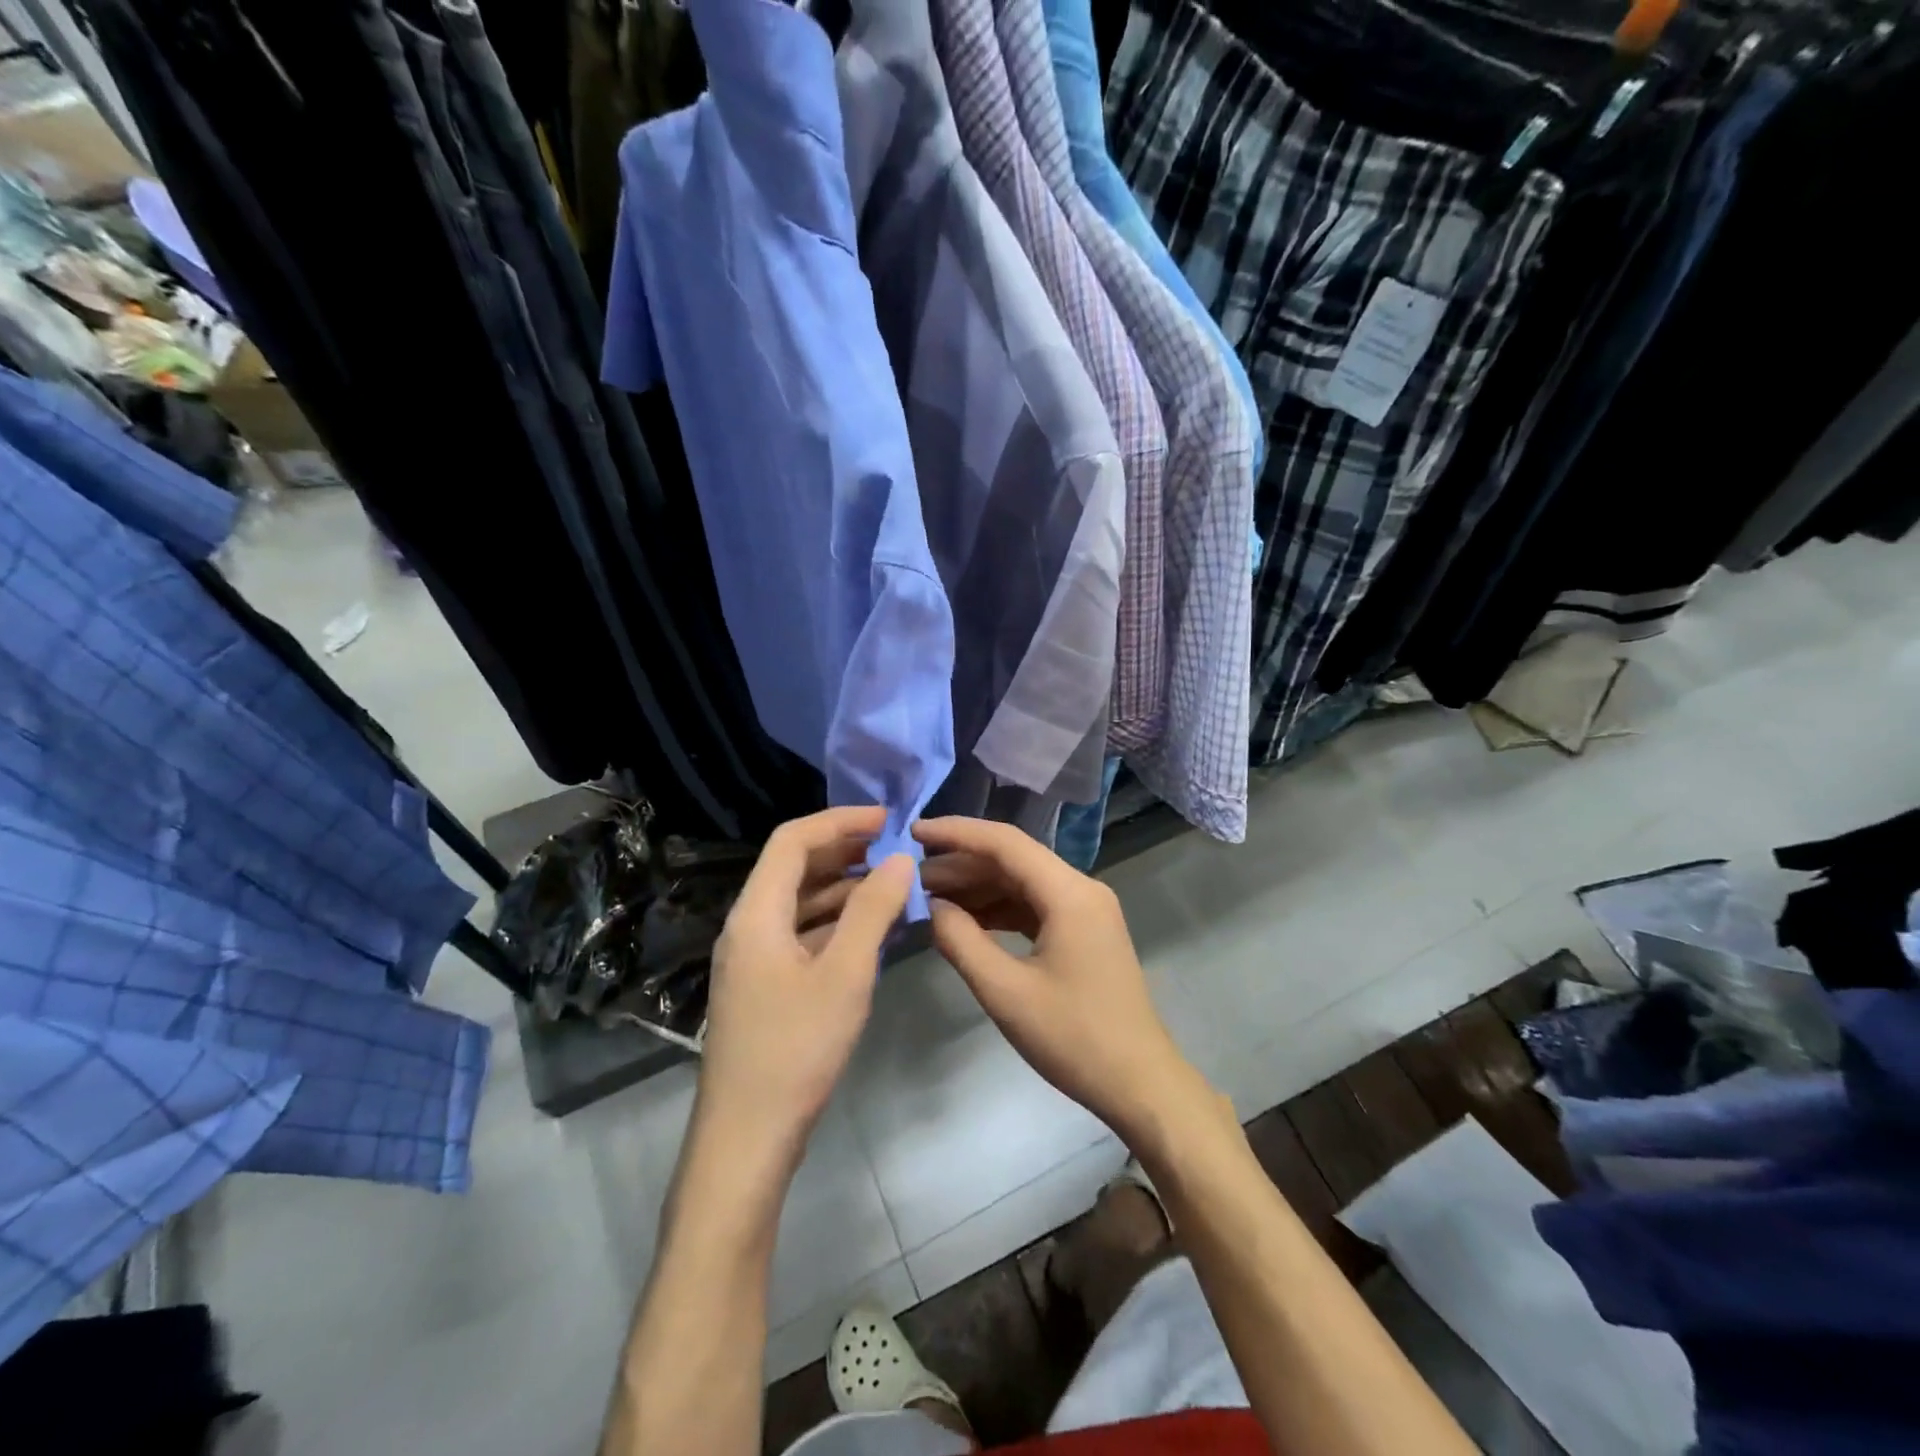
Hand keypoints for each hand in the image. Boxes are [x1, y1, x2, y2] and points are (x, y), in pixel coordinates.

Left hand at [697, 806, 912, 1167]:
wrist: (746, 1139)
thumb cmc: (796, 1050)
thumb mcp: (845, 974)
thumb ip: (873, 911)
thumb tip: (900, 860)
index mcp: (756, 914)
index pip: (792, 840)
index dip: (839, 820)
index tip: (886, 819)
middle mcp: (748, 926)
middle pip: (793, 868)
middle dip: (842, 850)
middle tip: (892, 847)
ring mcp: (753, 958)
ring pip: (799, 903)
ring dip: (842, 887)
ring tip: (890, 883)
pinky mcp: (764, 986)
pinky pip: (801, 934)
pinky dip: (835, 922)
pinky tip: (870, 930)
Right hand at [915, 816, 1216, 1148]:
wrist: (1139, 1084)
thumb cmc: (1073, 1038)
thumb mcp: (1005, 992)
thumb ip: (961, 941)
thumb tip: (930, 906)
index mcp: (1069, 893)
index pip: (1005, 842)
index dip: (956, 833)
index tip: (912, 832)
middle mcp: (1081, 888)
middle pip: (1013, 859)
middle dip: (961, 864)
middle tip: (911, 876)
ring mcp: (1085, 910)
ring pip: (1022, 882)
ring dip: (977, 887)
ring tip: (928, 897)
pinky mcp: (1083, 931)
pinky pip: (1034, 906)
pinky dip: (998, 909)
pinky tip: (964, 920)